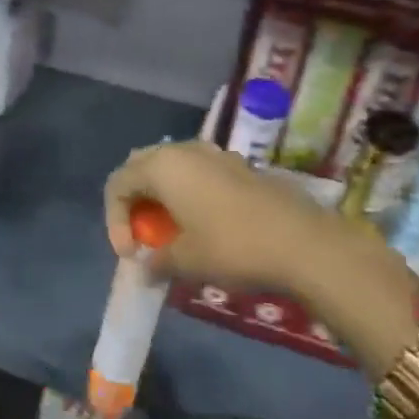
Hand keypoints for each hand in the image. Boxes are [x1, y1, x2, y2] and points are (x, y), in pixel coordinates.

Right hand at [103, 142, 418, 373]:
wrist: (304, 243)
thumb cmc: (233, 246)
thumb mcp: (185, 261)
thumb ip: (156, 261)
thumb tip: (146, 267)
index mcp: (161, 166)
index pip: (117, 184)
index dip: (115, 221)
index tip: (132, 255)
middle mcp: (183, 150)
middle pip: (141, 168)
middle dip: (134, 202)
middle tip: (143, 236)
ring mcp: (214, 154)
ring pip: (171, 168)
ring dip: (161, 197)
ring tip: (170, 231)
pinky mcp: (238, 166)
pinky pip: (197, 173)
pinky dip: (187, 194)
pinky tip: (202, 224)